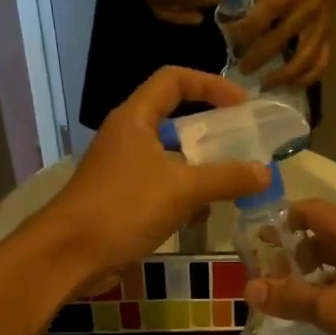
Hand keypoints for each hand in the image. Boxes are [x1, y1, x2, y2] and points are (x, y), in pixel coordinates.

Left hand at [37, 67, 268, 285]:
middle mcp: (127, 137)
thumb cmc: (123, 208)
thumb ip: (226, 178)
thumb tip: (265, 172)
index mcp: (135, 118)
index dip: (210, 85)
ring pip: (170, 157)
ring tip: (233, 182)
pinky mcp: (122, 200)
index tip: (241, 105)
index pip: (174, 80)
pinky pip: (162, 187)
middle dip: (211, 131)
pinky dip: (185, 195)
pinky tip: (205, 214)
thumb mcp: (182, 189)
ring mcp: (122, 170)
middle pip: (174, 119)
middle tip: (244, 145)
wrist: (69, 254)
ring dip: (201, 167)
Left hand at [230, 0, 335, 87]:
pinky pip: (321, 65)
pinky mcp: (329, 41)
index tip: (231, 39)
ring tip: (267, 85)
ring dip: (284, 76)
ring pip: (304, 59)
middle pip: (279, 41)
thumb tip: (240, 27)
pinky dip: (307, 79)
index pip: (263, 15)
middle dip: (258, 58)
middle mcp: (305, 14)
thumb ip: (260, 5)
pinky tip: (292, 86)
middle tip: (243, 70)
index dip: (245, 29)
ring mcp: (319, 30)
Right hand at [244, 200, 335, 334]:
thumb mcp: (332, 310)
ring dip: (309, 274)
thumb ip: (290, 297)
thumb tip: (248, 289)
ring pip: (335, 260)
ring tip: (283, 296)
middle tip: (264, 274)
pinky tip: (313, 312)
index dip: (281, 220)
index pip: (310, 210)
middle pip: (321, 235)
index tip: (254, 240)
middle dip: (291, 252)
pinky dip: (327, 288)